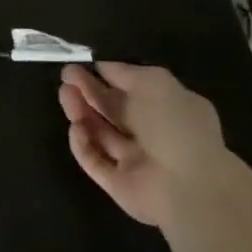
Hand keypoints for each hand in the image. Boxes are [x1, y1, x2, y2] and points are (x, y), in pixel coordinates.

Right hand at [57, 62, 240, 229]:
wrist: (187, 186)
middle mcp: (152, 134)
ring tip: (65, 95)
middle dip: (89, 92)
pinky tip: (75, 128)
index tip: (83, 65)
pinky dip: (83, 144)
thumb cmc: (175, 126)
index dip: (108, 76)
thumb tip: (102, 68)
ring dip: (81, 112)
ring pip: (100, 133)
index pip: (134, 90)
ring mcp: (134, 161)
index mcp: (169, 109)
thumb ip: (126, 73)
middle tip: (66, 77)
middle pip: (113, 110)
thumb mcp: (155, 83)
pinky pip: (94, 160)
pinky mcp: (117, 183)